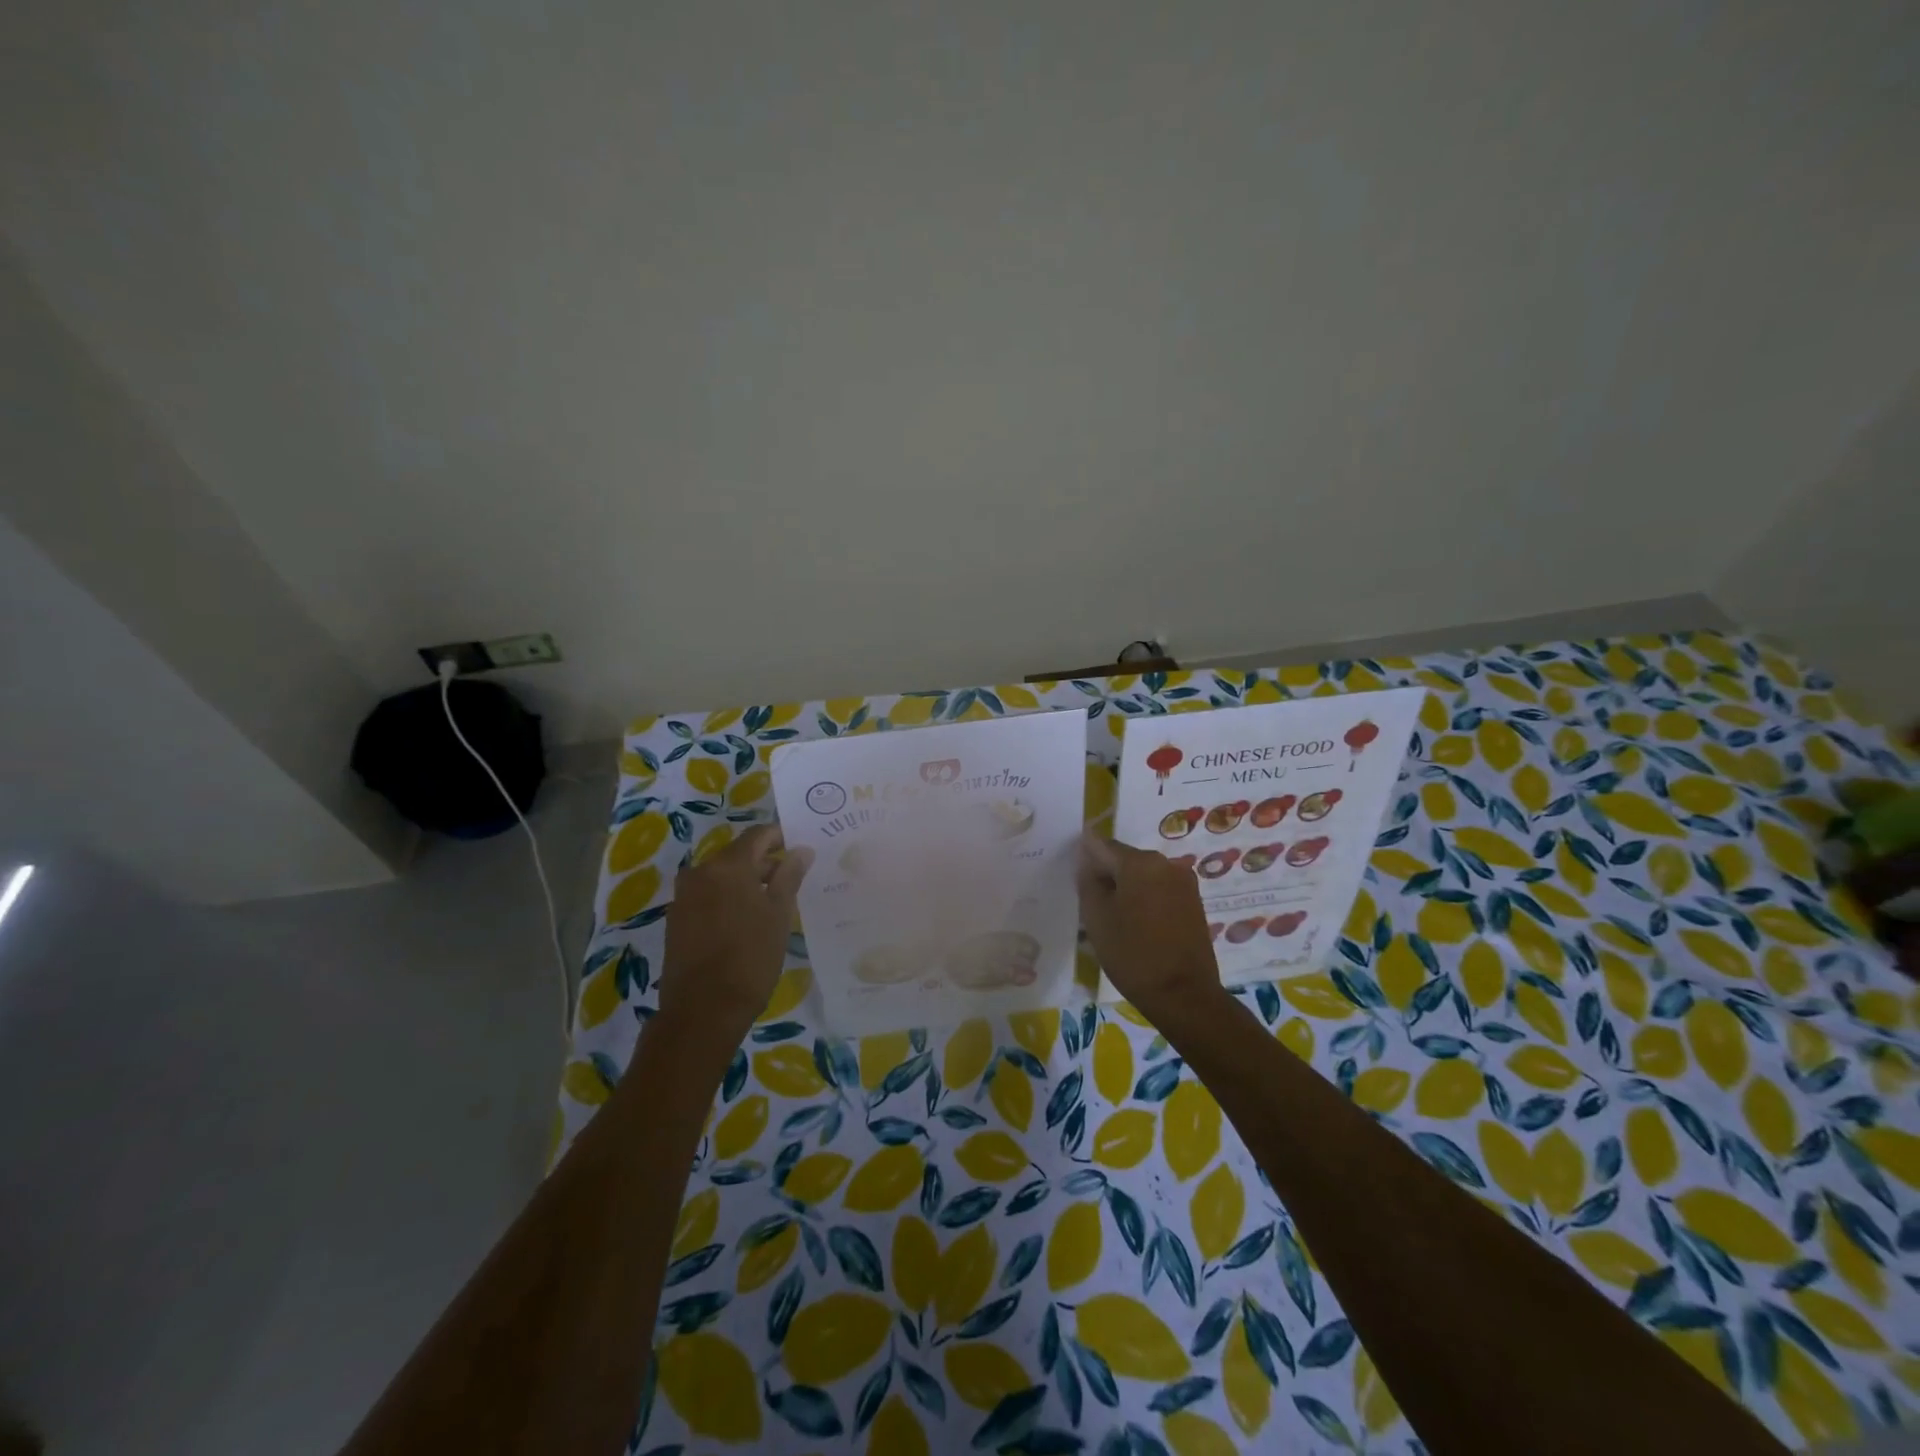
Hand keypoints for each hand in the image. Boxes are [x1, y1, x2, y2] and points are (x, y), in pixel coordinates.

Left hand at [660, 824, 811, 1040]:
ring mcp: (684, 896)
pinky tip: (746, 920)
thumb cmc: (750, 958)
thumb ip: (790, 876)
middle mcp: (700, 872)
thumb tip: (802, 850)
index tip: (800, 849)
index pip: (757, 835)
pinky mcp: (677, 919)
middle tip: (792, 879)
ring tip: (772, 902)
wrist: (702, 1010)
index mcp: (727, 865)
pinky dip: (728, 898)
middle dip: (764, 862)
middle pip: (738, 855)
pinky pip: (708, 895)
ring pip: (722, 876)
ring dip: (746, 882)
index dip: (780, 837)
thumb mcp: (779, 914)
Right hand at [1076, 834, 1222, 1019]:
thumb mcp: (1096, 917)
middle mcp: (1165, 863)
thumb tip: (1087, 861)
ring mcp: (1184, 882)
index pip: (1101, 845)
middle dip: (1107, 876)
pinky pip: (1160, 890)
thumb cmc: (1132, 953)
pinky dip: (1145, 900)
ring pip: (1143, 876)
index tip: (1076, 882)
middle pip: (1124, 859)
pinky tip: (1137, 926)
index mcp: (1139, 862)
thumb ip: (1087, 881)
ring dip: (1126, 889)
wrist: (1183, 995)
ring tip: (1114, 920)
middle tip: (1092, 906)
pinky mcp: (1194, 902)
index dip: (1084, 860)